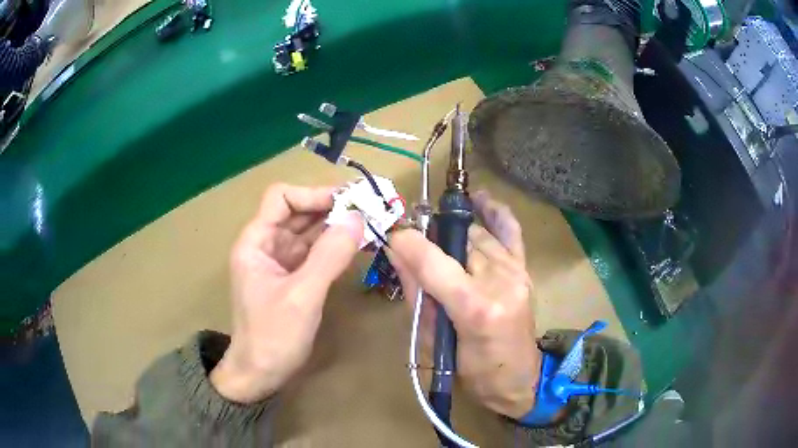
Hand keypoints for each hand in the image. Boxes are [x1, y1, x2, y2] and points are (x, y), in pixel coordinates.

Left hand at [211, 184, 362, 402]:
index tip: (348, 200)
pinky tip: (358, 245)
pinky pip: (316, 253)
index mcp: (256, 242)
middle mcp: (267, 245)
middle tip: (369, 207)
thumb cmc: (272, 336)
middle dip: (332, 207)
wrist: (260, 374)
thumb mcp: (302, 296)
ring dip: (337, 226)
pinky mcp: (294, 278)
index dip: (313, 194)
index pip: (281, 198)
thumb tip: (358, 219)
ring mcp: (281, 262)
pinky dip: (336, 247)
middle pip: (298, 212)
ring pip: (310, 232)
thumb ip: (329, 256)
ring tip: (371, 222)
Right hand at [387, 190, 540, 417]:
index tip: (388, 234)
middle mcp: (500, 281)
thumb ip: (416, 292)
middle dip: (428, 239)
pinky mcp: (525, 270)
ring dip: (451, 235)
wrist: (518, 379)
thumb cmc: (471, 372)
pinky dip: (495, 213)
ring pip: (476, 234)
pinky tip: (480, 201)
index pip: (432, 261)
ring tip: (436, 244)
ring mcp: (516, 272)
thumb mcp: (433, 340)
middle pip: (455, 241)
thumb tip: (395, 251)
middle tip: (411, 247)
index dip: (405, 242)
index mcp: (475, 307)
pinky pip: (511, 231)